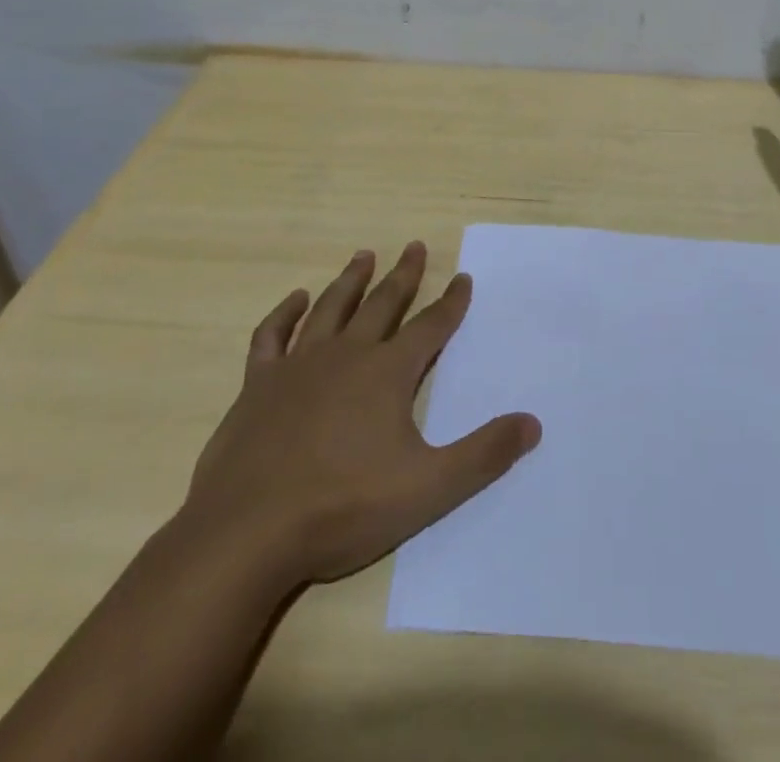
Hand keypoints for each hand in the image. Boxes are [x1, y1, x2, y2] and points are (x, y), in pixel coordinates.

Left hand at [183, 242, 539, 585]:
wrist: (247, 534)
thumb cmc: (343, 508)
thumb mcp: (428, 488)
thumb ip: (483, 455)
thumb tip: (532, 423)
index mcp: (387, 373)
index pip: (430, 326)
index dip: (451, 302)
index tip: (462, 277)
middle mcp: (346, 355)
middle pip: (383, 304)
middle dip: (403, 275)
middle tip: (415, 245)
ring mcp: (298, 366)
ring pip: (331, 308)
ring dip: (351, 280)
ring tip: (364, 255)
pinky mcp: (257, 385)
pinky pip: (272, 336)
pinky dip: (285, 313)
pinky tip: (295, 299)